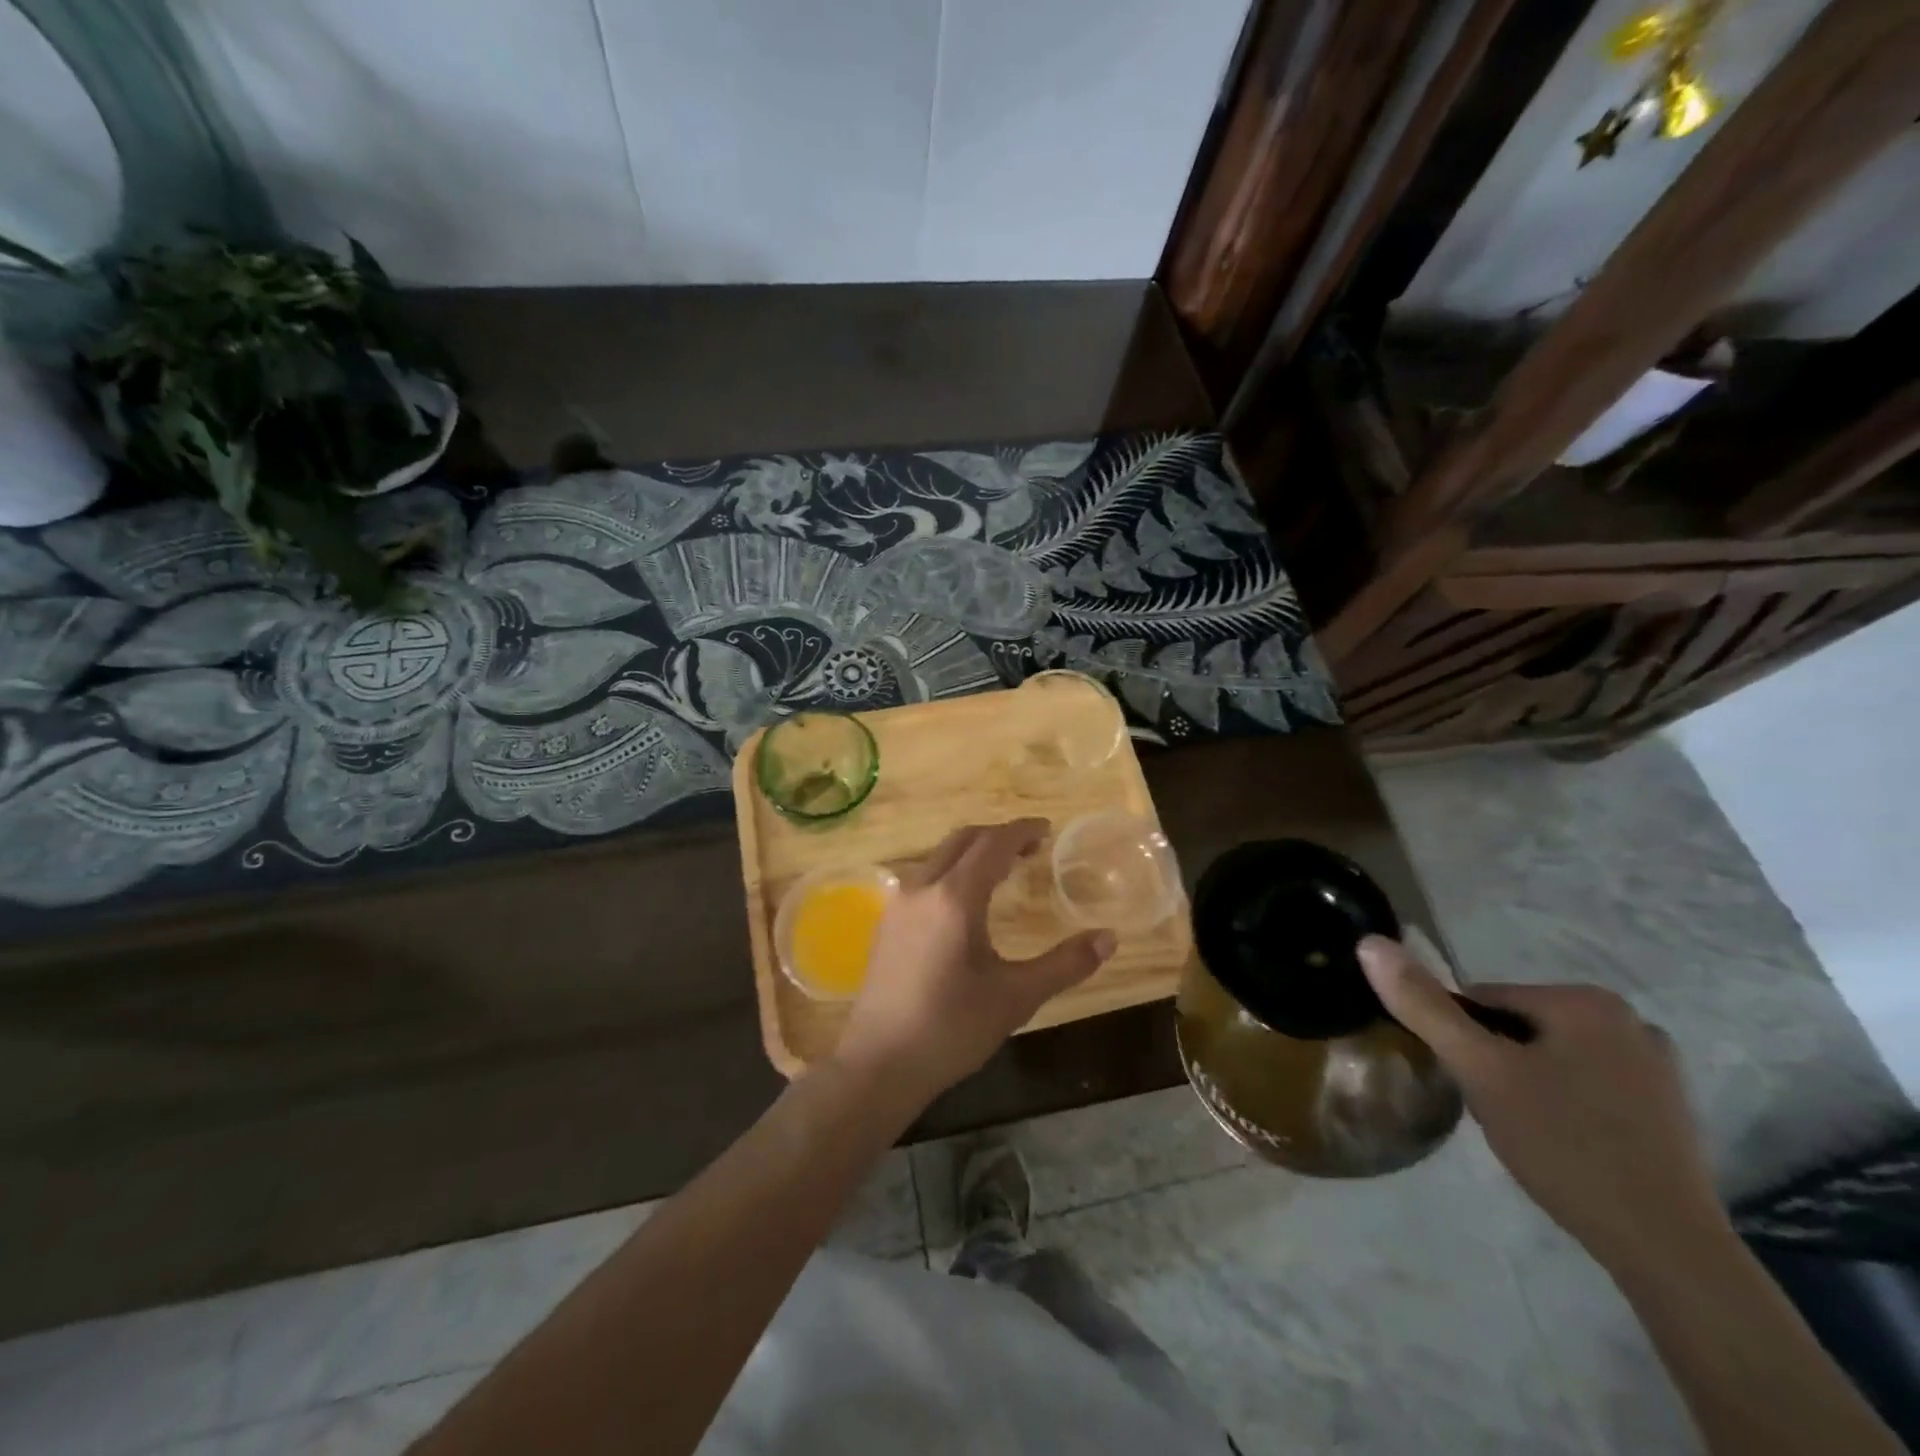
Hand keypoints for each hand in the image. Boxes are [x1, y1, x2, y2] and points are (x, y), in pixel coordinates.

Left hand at [833, 820, 1114, 1106]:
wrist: (879, 1064)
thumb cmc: (951, 1029)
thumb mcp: (1016, 998)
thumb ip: (1064, 964)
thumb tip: (1108, 937)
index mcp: (954, 898)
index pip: (992, 843)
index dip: (1021, 831)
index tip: (1047, 829)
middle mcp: (922, 888)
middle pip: (963, 840)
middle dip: (998, 836)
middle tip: (1031, 849)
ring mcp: (898, 904)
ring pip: (939, 857)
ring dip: (972, 852)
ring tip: (1003, 872)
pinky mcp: (886, 923)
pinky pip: (924, 877)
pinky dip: (952, 871)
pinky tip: (965, 903)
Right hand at [1358, 935, 1725, 1272]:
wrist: (1666, 1249)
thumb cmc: (1565, 1145)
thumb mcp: (1480, 1071)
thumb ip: (1423, 1006)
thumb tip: (1369, 942)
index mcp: (1586, 1000)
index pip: (1482, 1000)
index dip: (1461, 1041)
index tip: (1468, 1084)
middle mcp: (1629, 1019)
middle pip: (1517, 1026)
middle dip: (1494, 1062)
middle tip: (1494, 1111)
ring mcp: (1655, 1064)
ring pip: (1549, 1056)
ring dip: (1524, 1082)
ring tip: (1524, 1130)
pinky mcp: (1667, 1107)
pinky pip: (1585, 1083)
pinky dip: (1562, 1102)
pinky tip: (1562, 1142)